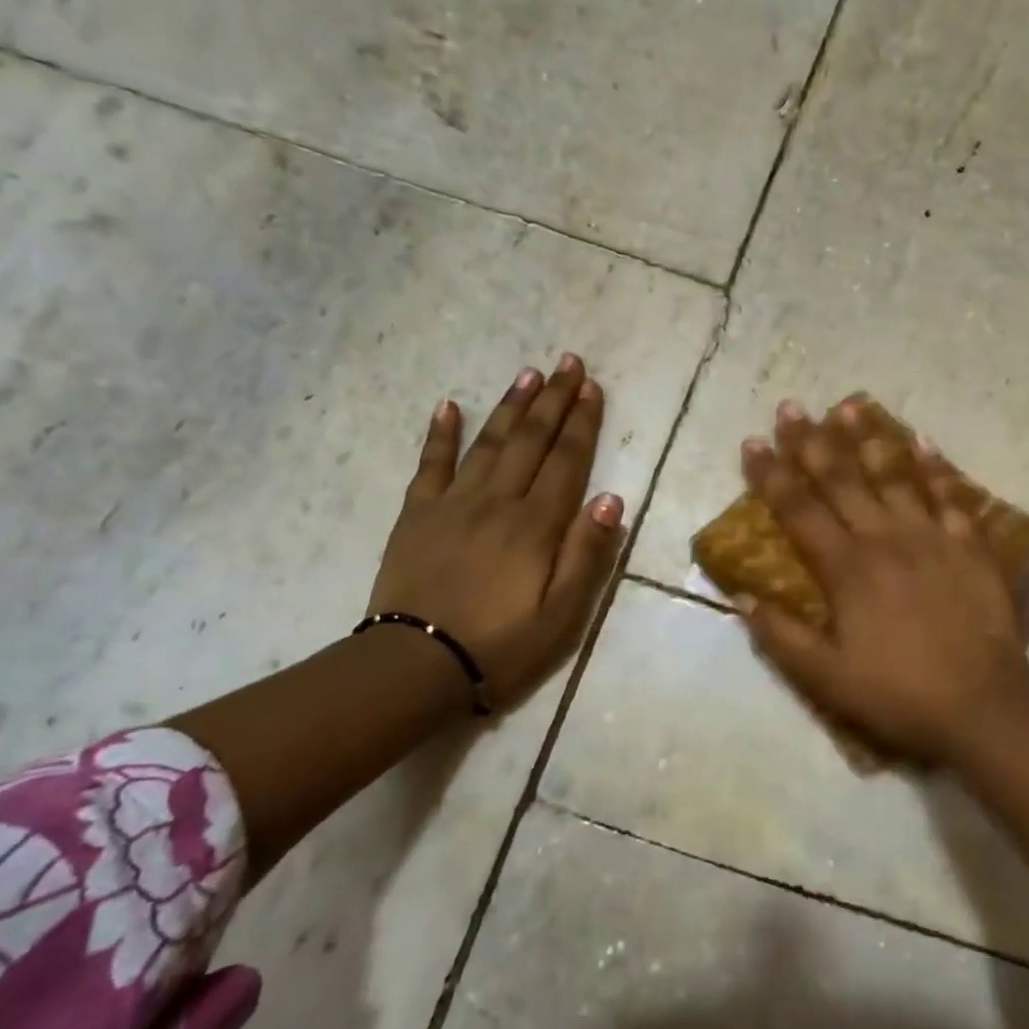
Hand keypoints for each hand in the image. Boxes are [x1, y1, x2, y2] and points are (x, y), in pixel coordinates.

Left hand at [367, 354, 624, 709]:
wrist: (416, 666)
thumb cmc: (501, 645)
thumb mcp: (562, 614)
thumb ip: (588, 553)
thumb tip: (612, 498)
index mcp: (536, 524)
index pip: (567, 460)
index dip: (582, 422)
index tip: (592, 387)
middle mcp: (498, 501)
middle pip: (531, 440)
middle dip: (553, 399)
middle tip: (567, 362)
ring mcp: (453, 503)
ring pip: (488, 442)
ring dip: (510, 406)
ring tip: (527, 373)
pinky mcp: (417, 514)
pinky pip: (430, 464)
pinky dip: (440, 433)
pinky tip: (448, 406)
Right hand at [735, 399, 1028, 763]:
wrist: (982, 704)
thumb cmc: (897, 692)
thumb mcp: (825, 677)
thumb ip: (780, 636)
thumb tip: (740, 597)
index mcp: (845, 568)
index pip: (798, 509)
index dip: (771, 474)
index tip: (752, 442)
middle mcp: (883, 538)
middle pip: (841, 480)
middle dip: (811, 441)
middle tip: (792, 407)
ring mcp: (930, 536)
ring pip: (894, 475)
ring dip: (868, 438)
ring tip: (849, 406)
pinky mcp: (968, 545)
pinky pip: (950, 496)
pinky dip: (936, 468)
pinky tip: (923, 442)